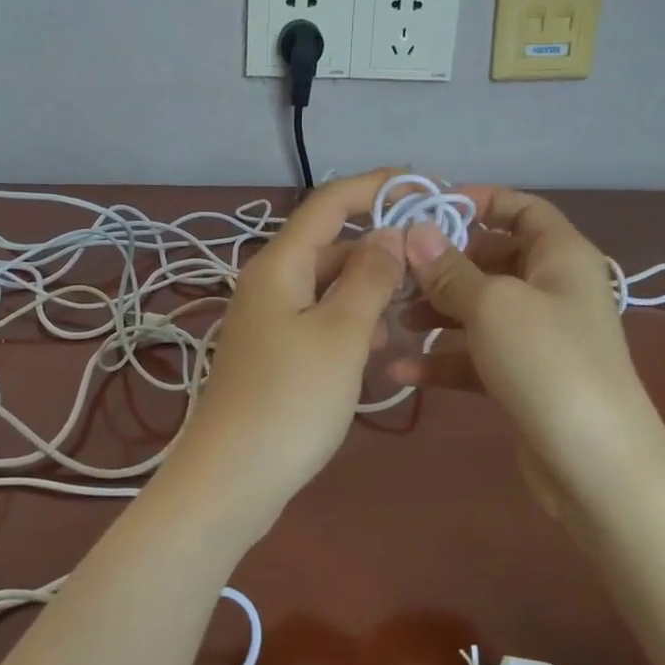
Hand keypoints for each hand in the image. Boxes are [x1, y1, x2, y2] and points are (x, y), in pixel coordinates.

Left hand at [164, 171, 405, 518]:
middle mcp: (269, 284)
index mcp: (279, 266)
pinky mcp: (274, 354)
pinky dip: (351, 323)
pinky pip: (319, 320)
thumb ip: (368, 279)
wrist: (232, 478)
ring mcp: (268, 320)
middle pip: (329, 244)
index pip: (328, 204)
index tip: (422, 185)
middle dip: (379, 245)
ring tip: (414, 309)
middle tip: (432, 259)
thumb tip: (388, 233)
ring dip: (369, 289)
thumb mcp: (341, 334)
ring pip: (327, 286)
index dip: (374, 187)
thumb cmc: (291, 400)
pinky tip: (380, 349)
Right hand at [387, 187, 664, 483]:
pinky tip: (401, 370)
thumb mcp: (492, 305)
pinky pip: (476, 355)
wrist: (595, 464)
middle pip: (491, 259)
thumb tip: (415, 232)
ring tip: (391, 320)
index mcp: (560, 256)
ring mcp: (538, 336)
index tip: (426, 211)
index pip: (522, 208)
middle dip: (442, 265)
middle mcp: (552, 289)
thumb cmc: (547, 362)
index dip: (478, 202)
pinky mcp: (522, 377)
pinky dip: (443, 358)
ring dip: (435, 312)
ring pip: (478, 308)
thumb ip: (449, 269)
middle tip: (395, 272)